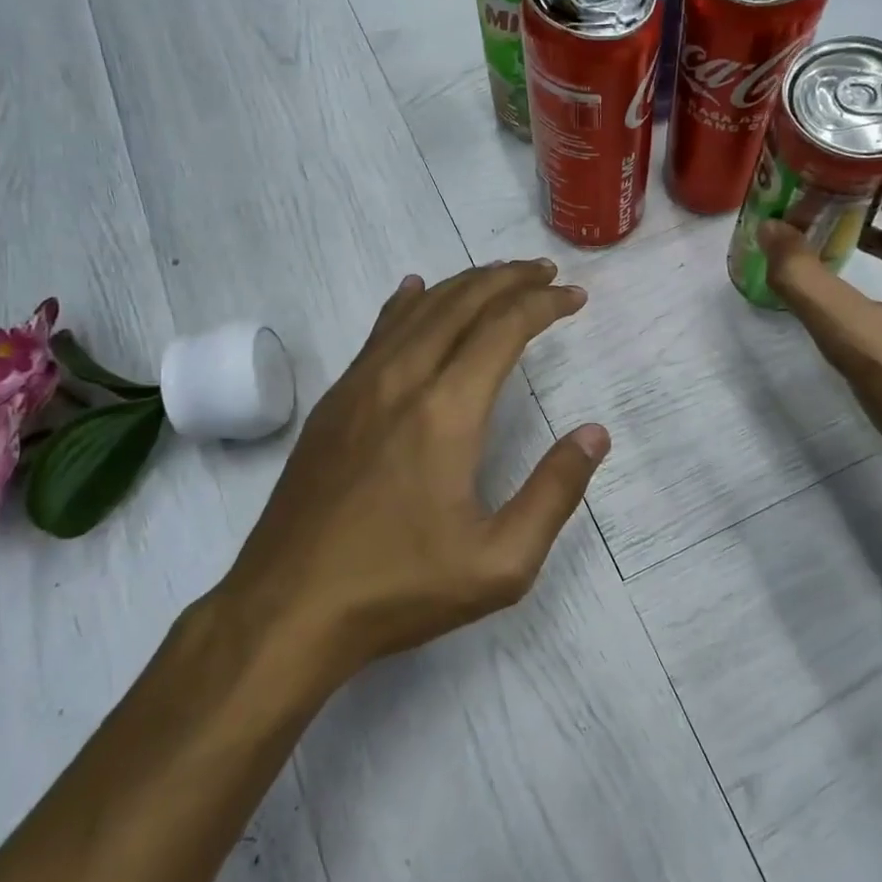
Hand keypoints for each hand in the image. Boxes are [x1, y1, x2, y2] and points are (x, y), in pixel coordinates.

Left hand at [231, 260, 608, 681]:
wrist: (287, 609)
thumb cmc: (400, 588)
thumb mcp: (500, 563)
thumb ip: (554, 493)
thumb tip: (594, 434)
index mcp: (446, 411)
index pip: (503, 329)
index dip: (543, 304)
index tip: (573, 296)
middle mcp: (401, 381)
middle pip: (460, 304)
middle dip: (508, 279)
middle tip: (544, 271)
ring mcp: (358, 388)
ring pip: (417, 311)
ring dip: (463, 286)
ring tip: (498, 277)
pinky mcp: (332, 405)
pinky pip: (377, 334)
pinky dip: (406, 305)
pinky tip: (413, 292)